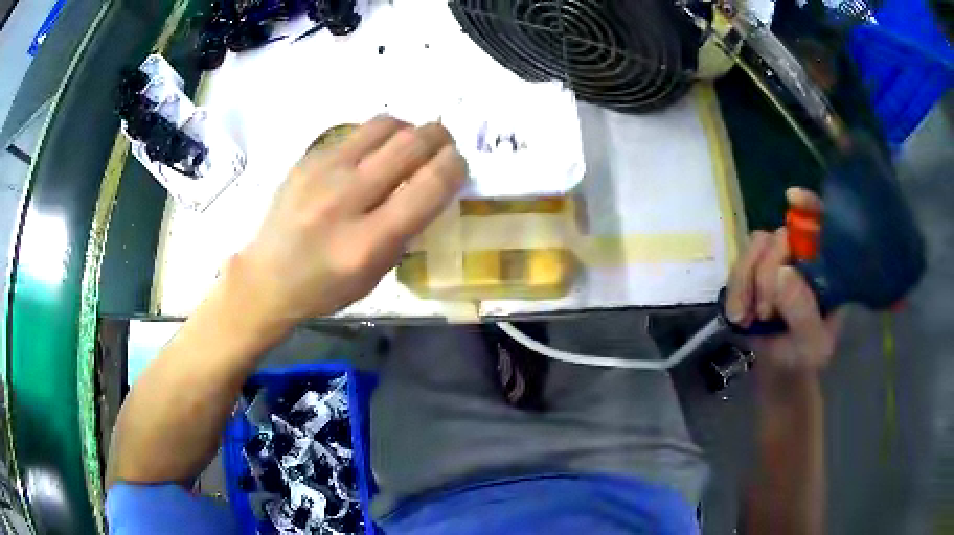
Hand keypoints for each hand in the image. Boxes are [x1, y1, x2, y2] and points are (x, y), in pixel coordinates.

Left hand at [230, 116, 466, 326]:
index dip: (455, 166)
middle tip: (443, 146)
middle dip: (439, 137)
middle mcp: (344, 200)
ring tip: (410, 144)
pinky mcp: (307, 159)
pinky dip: (376, 139)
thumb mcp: (376, 273)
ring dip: (409, 129)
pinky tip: (371, 156)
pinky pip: (356, 133)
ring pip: (384, 125)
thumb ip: (407, 228)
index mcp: (367, 243)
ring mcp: (321, 173)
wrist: (267, 278)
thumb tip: (433, 183)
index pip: (429, 186)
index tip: (459, 164)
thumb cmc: (326, 287)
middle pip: (409, 144)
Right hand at [725, 188, 842, 374]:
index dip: (810, 205)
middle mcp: (803, 255)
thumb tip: (783, 272)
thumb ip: (803, 313)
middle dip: (767, 273)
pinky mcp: (753, 271)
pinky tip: (739, 314)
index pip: (823, 223)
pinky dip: (735, 288)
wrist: (779, 370)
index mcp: (826, 267)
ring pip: (756, 246)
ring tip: (748, 317)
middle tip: (764, 312)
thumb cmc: (804, 357)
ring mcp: (776, 261)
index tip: (791, 198)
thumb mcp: (811, 345)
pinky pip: (738, 263)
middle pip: (780, 236)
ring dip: (747, 282)